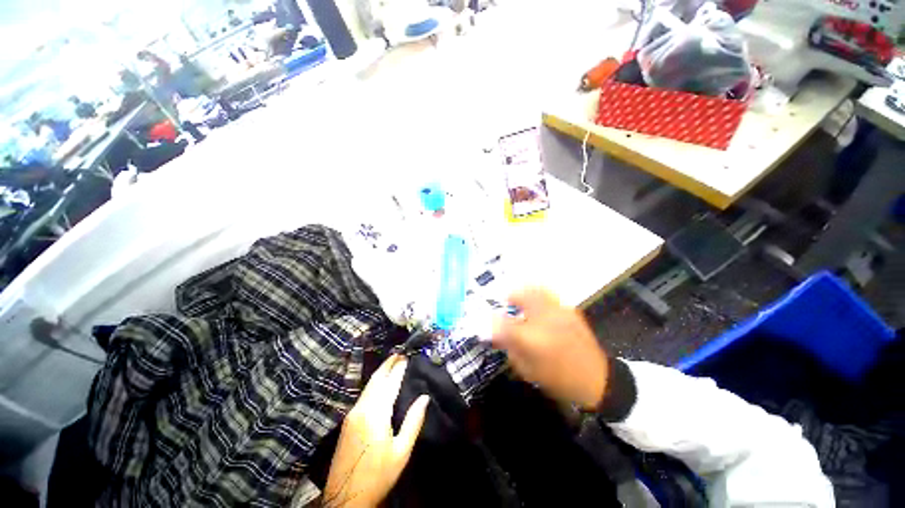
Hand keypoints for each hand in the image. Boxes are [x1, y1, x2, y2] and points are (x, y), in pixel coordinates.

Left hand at [324, 355, 428, 507]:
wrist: (345, 499)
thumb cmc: (378, 475)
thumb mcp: (401, 451)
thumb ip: (413, 421)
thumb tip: (424, 397)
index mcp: (376, 414)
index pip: (390, 383)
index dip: (399, 369)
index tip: (407, 357)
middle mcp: (362, 409)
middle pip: (375, 380)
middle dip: (387, 364)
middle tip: (398, 353)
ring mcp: (352, 414)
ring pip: (368, 386)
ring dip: (380, 373)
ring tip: (391, 364)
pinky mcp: (348, 421)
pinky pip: (363, 395)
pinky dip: (374, 384)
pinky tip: (379, 384)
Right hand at [492, 288, 607, 409]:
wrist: (598, 380)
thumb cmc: (558, 379)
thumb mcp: (527, 369)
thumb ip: (508, 346)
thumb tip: (493, 331)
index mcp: (532, 339)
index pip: (502, 323)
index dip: (490, 320)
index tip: (486, 320)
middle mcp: (545, 319)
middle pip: (521, 296)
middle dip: (508, 296)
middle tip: (503, 301)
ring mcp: (559, 311)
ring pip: (535, 289)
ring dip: (522, 291)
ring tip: (517, 298)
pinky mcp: (569, 310)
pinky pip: (548, 294)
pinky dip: (536, 293)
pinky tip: (535, 304)